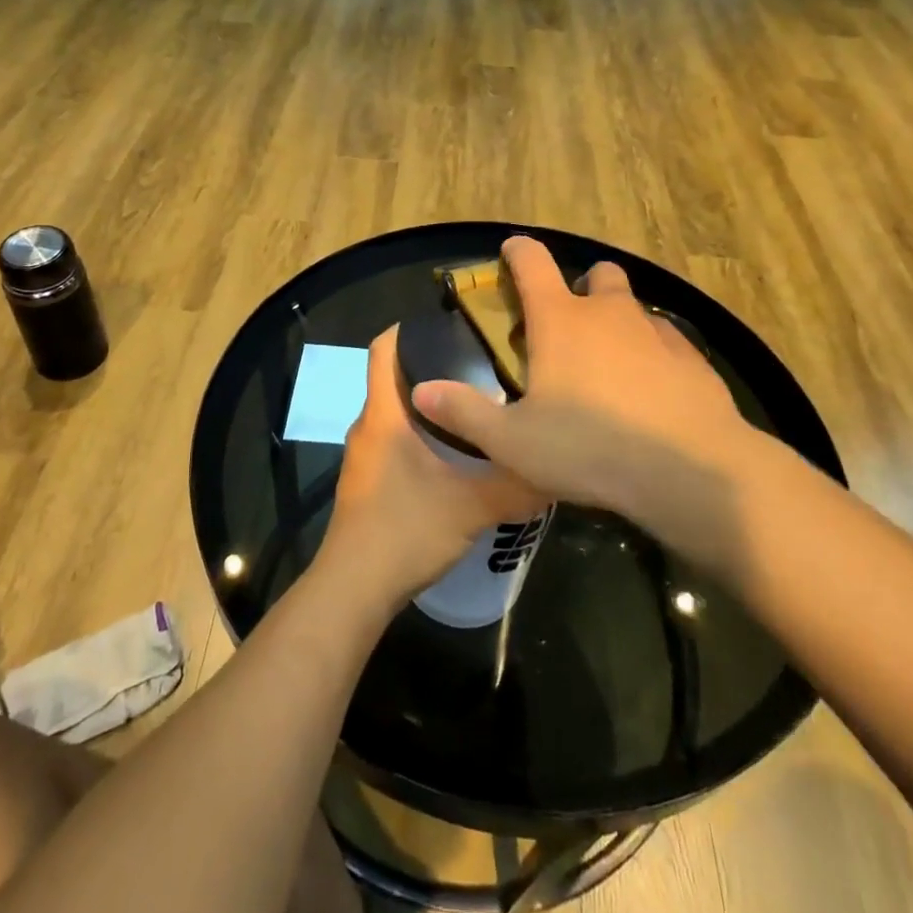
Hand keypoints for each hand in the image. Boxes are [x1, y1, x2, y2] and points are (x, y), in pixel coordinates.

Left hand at [320, 326, 543, 607]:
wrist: (354, 590)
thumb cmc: (405, 531)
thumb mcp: (471, 506)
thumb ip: (516, 484)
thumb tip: (558, 465)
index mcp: (383, 414)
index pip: (383, 348)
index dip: (409, 327)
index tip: (451, 323)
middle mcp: (368, 426)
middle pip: (395, 378)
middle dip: (434, 364)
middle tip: (482, 362)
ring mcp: (365, 455)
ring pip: (397, 412)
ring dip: (431, 404)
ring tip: (478, 403)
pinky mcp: (369, 481)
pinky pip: (395, 439)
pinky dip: (422, 434)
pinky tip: (457, 453)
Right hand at [410, 237, 759, 548]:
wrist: (690, 471)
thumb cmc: (590, 448)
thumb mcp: (512, 441)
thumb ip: (464, 413)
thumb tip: (421, 392)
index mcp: (560, 320)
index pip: (532, 262)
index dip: (517, 251)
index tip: (509, 251)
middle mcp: (609, 313)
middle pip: (596, 275)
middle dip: (581, 286)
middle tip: (567, 323)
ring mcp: (656, 332)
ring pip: (634, 307)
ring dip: (618, 321)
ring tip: (607, 363)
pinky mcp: (692, 359)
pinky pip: (667, 341)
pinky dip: (653, 352)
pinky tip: (650, 389)